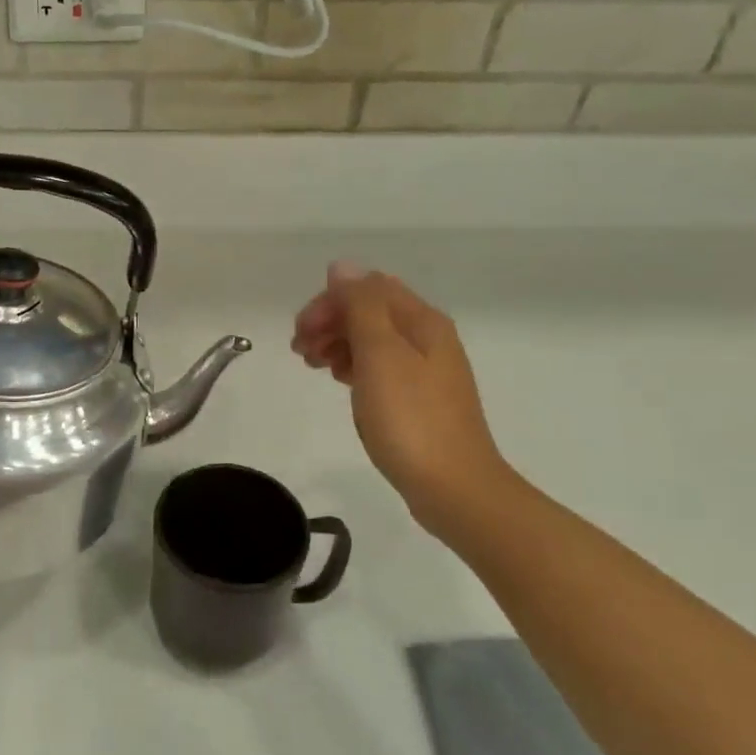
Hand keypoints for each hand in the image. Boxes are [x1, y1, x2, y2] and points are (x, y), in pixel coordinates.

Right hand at [292, 264, 514, 535]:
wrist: (454, 487)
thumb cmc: (410, 419)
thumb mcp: (380, 355)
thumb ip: (361, 306)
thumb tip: (342, 267)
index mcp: (421, 321)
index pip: (367, 288)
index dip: (328, 302)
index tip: (301, 334)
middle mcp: (428, 337)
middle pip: (370, 310)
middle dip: (330, 321)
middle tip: (301, 351)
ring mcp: (426, 369)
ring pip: (373, 338)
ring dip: (338, 342)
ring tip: (314, 366)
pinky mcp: (419, 397)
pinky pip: (380, 365)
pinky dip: (354, 365)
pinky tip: (341, 381)